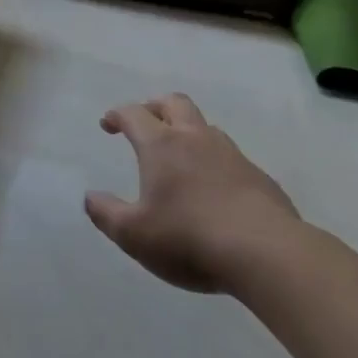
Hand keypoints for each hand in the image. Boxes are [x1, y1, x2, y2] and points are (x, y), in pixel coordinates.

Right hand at [85, 93, 300, 292]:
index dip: (117, 115)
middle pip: (174, 103)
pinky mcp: (260, 178)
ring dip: (188, 132)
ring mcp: (232, 156)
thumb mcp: (134, 235)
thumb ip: (106, 214)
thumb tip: (90, 197)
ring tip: (180, 156)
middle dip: (155, 106)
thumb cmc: (189, 238)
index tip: (108, 124)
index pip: (134, 114)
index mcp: (161, 145)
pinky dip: (215, 162)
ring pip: (206, 127)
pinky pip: (231, 158)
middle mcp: (196, 140)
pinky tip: (215, 190)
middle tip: (145, 122)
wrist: (267, 254)